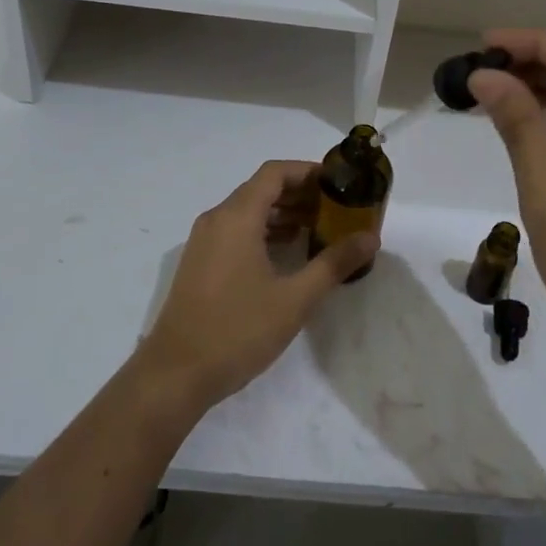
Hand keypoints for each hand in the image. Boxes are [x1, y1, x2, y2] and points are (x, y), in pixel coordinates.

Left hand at [132, 160, 377, 416]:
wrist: (175, 374)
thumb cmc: (238, 330)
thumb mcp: (295, 299)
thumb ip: (334, 263)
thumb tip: (370, 238)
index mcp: (237, 217)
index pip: (275, 173)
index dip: (308, 171)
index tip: (339, 182)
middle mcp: (217, 219)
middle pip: (262, 189)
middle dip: (300, 193)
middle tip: (337, 209)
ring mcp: (204, 241)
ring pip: (248, 211)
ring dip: (283, 214)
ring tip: (320, 229)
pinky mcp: (200, 262)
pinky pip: (236, 230)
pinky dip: (264, 231)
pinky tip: (288, 253)